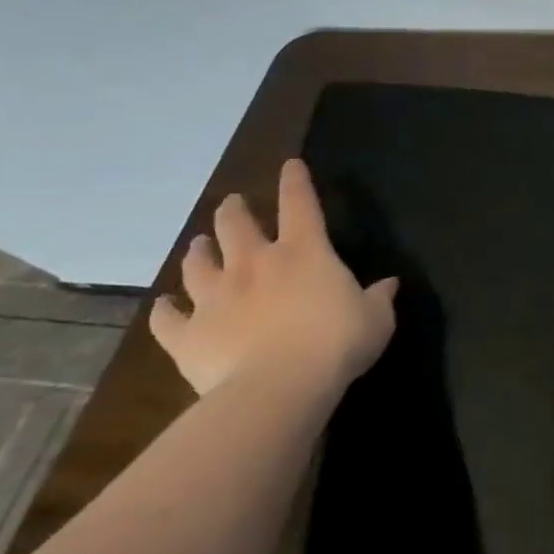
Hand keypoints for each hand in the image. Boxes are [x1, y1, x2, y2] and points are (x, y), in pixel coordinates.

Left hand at [150, 159, 397, 397]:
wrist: (277, 388)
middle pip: (236, 225)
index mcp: (304, 252)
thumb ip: (379, 298)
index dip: (295, 182)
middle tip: (233, 205)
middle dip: (234, 211)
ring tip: (200, 245)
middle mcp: (255, 264)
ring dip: (200, 251)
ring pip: (198, 264)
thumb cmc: (336, 344)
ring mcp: (215, 297)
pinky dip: (166, 310)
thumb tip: (388, 284)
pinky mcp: (188, 334)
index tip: (290, 165)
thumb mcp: (376, 319)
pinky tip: (165, 306)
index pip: (300, 204)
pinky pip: (168, 318)